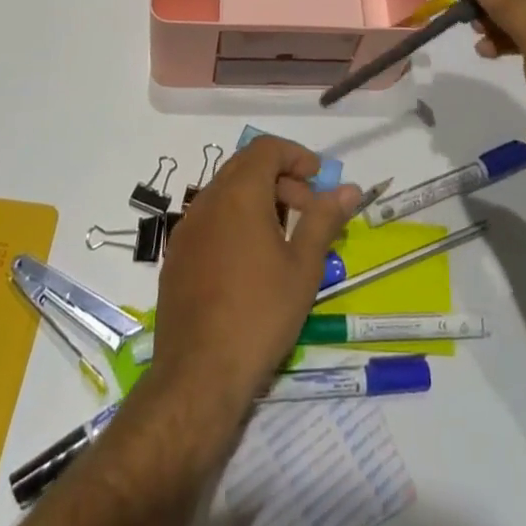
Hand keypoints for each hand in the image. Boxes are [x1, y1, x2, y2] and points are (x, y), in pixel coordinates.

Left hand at [148, 135, 361, 419]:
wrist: (198, 376)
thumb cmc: (259, 314)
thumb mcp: (303, 267)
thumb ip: (324, 219)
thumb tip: (349, 189)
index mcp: (239, 194)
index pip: (266, 148)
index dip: (295, 155)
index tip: (318, 179)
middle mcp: (207, 200)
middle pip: (246, 167)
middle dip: (280, 179)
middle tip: (307, 210)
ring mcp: (186, 229)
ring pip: (226, 193)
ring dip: (257, 200)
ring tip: (282, 239)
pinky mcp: (176, 257)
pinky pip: (210, 220)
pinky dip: (235, 221)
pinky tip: (250, 263)